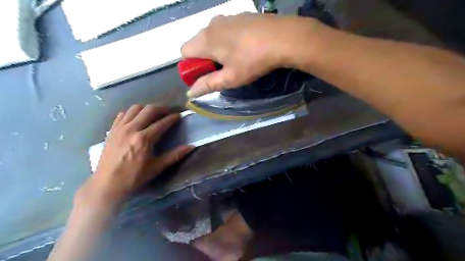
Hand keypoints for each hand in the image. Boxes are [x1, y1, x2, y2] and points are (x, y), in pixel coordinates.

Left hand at [76, 104, 193, 205]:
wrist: (107, 184)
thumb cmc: (135, 176)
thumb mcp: (157, 167)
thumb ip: (175, 155)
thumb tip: (191, 147)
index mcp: (144, 139)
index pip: (162, 123)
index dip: (172, 118)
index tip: (179, 115)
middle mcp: (132, 129)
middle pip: (149, 110)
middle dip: (161, 108)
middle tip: (168, 111)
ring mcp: (120, 128)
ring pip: (135, 108)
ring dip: (147, 108)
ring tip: (153, 113)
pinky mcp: (112, 130)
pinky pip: (123, 114)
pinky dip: (132, 112)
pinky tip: (137, 118)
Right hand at [180, 12, 289, 97]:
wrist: (282, 37)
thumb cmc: (252, 61)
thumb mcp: (230, 78)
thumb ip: (208, 84)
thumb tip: (190, 92)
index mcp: (205, 40)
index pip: (184, 52)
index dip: (192, 67)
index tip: (207, 75)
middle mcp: (211, 25)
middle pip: (198, 44)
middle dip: (205, 59)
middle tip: (224, 70)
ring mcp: (226, 18)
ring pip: (212, 36)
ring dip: (217, 50)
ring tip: (237, 60)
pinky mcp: (239, 16)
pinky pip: (225, 30)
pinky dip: (228, 40)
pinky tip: (245, 47)